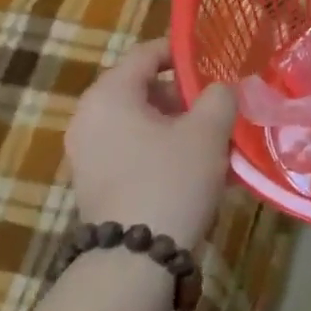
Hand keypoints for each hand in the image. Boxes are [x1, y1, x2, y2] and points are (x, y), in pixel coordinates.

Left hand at [66, 39, 236, 246]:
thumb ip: (220, 97)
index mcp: (109, 94)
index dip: (182, 52)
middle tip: (221, 107)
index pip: (146, 54)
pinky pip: (135, 151)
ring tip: (217, 142)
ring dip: (179, 127)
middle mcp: (89, 118)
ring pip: (142, 124)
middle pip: (144, 90)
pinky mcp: (96, 183)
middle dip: (186, 96)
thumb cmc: (171, 179)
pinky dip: (164, 151)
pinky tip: (199, 170)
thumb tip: (222, 88)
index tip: (215, 61)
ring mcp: (88, 153)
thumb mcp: (208, 131)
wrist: (136, 258)